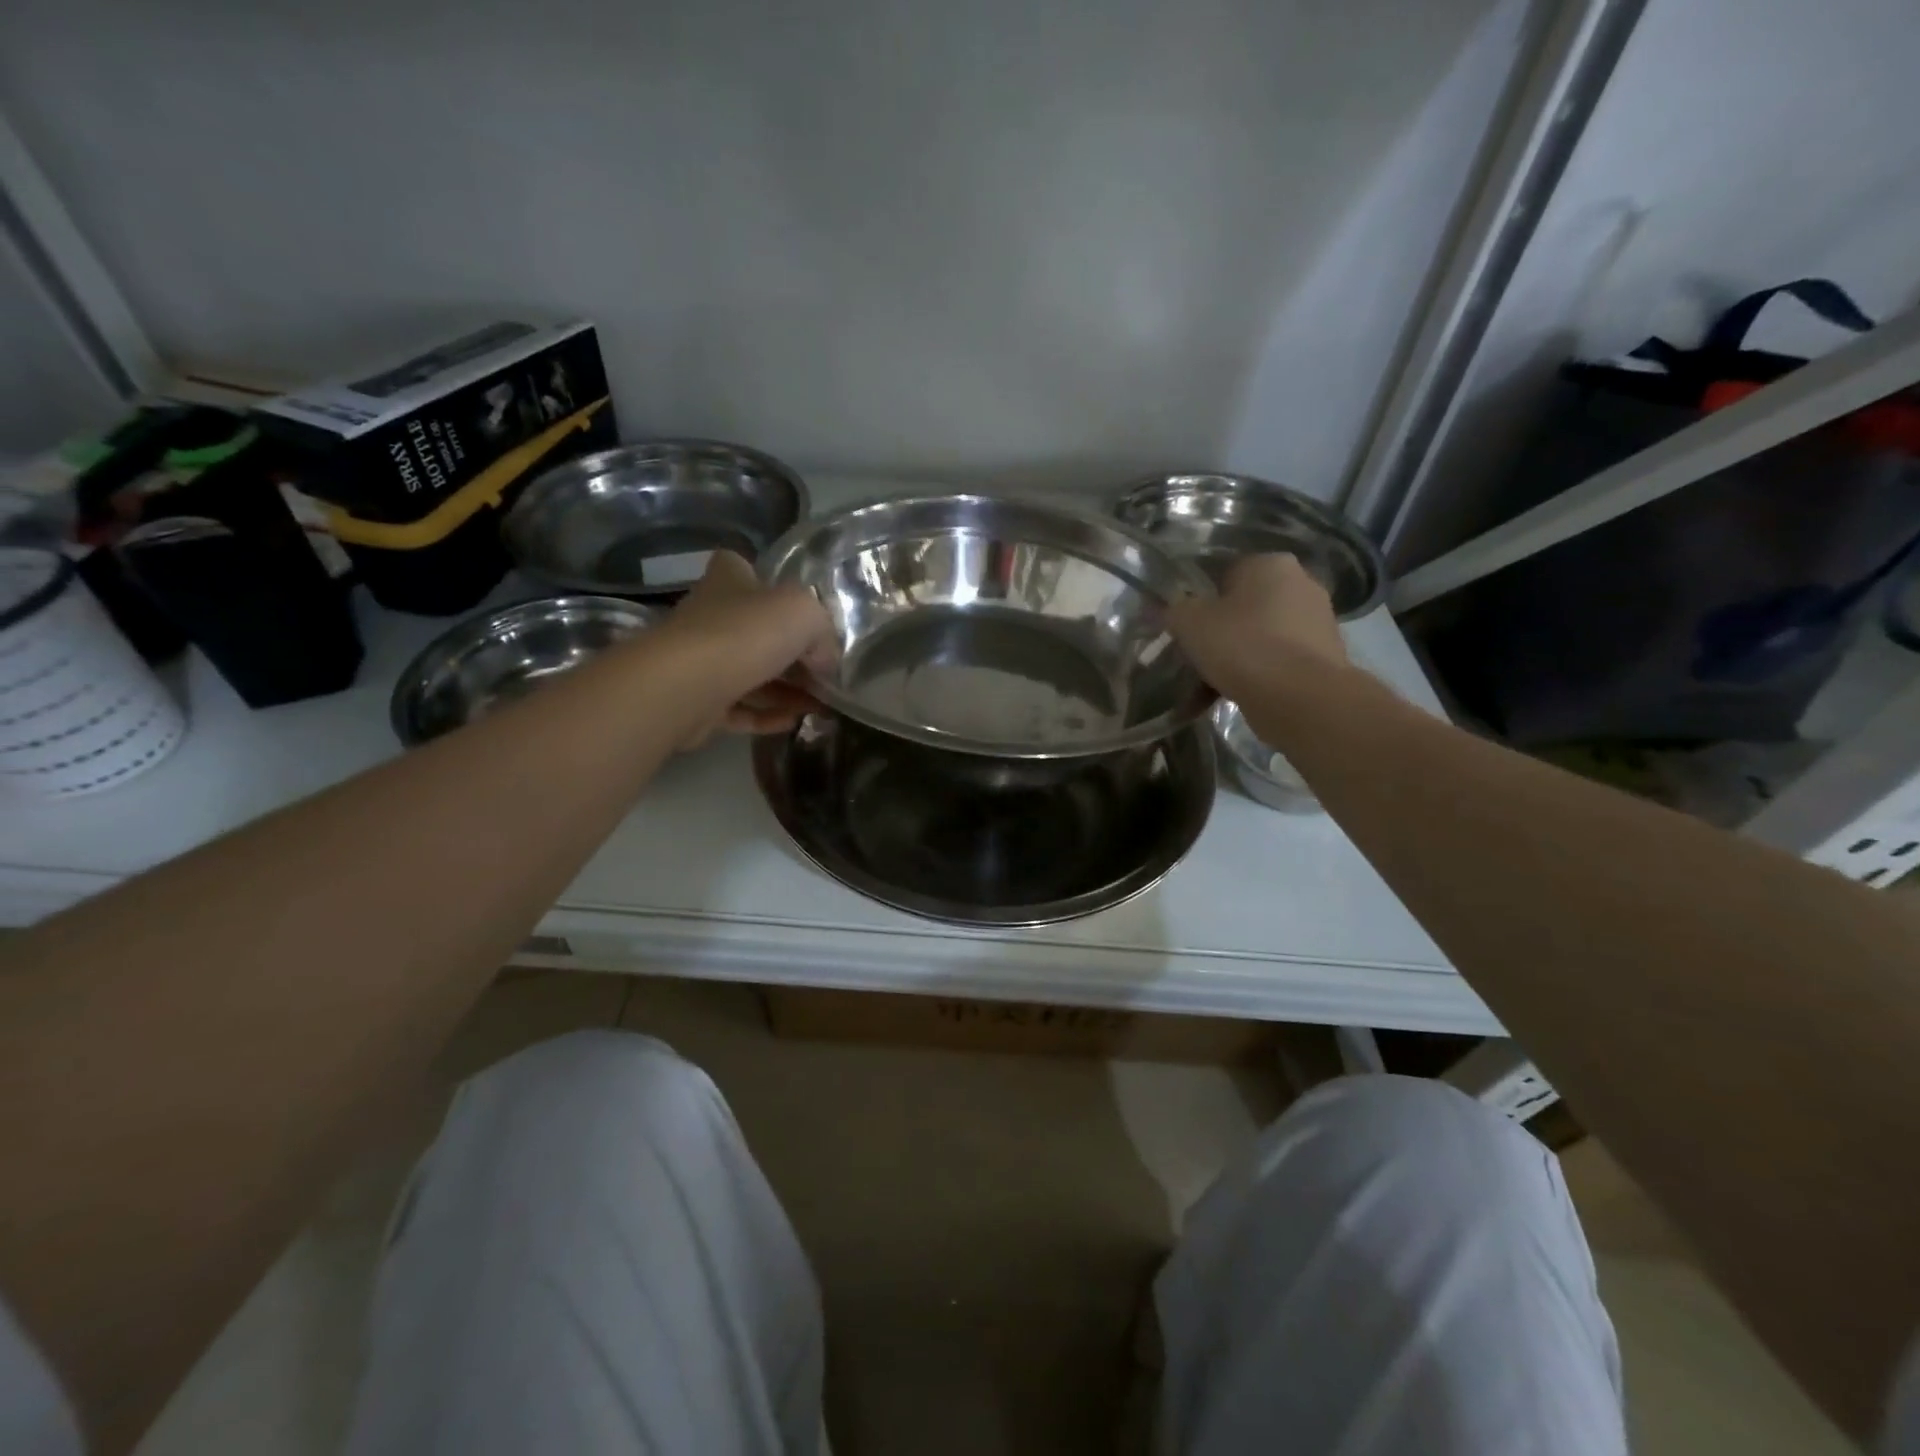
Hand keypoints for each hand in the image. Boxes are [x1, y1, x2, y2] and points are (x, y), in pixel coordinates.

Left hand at [663, 551, 836, 742]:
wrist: (686, 687)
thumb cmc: (746, 633)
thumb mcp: (804, 614)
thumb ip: (823, 632)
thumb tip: (825, 660)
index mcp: (729, 580)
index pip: (742, 567)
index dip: (768, 583)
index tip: (797, 607)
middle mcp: (711, 616)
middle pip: (755, 629)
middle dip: (791, 651)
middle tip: (826, 672)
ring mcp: (701, 661)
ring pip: (750, 673)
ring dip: (787, 690)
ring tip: (822, 706)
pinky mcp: (698, 703)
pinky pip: (740, 709)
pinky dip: (767, 716)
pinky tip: (795, 722)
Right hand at [1167, 554, 1347, 703]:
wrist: (1300, 698)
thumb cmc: (1242, 646)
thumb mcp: (1189, 623)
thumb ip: (1170, 610)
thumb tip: (1154, 607)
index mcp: (1270, 563)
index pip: (1224, 572)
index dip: (1198, 599)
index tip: (1183, 627)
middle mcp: (1301, 583)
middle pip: (1243, 606)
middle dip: (1217, 631)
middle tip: (1193, 656)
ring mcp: (1317, 621)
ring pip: (1258, 636)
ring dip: (1234, 657)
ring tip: (1206, 685)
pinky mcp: (1323, 657)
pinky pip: (1275, 661)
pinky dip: (1254, 676)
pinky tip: (1230, 696)